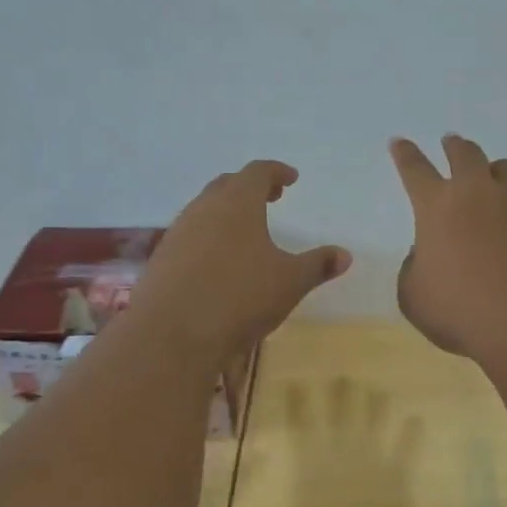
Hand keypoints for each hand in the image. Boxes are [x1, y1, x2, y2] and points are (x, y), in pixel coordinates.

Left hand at [129, 160, 351, 360]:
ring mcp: (178, 232)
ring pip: (204, 208)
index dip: (276, 172)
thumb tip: (345, 255)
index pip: (257, 172)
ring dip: (226, 211)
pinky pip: (189, 234)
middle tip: (270, 198)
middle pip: (227, 184)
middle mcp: (204, 208)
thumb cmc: (239, 297)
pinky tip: (217, 261)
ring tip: (245, 230)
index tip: (291, 179)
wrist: (171, 335)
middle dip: (250, 187)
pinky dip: (208, 236)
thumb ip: (318, 265)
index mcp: (237, 203)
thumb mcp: (290, 282)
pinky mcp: (161, 258)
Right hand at [389, 134, 506, 359]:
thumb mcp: (414, 297)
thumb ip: (413, 269)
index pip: (414, 169)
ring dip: (497, 171)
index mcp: (436, 207)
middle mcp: (477, 192)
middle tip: (452, 144)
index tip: (400, 142)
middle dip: (455, 146)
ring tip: (497, 180)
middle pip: (465, 154)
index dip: (405, 154)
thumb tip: (426, 254)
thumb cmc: (461, 313)